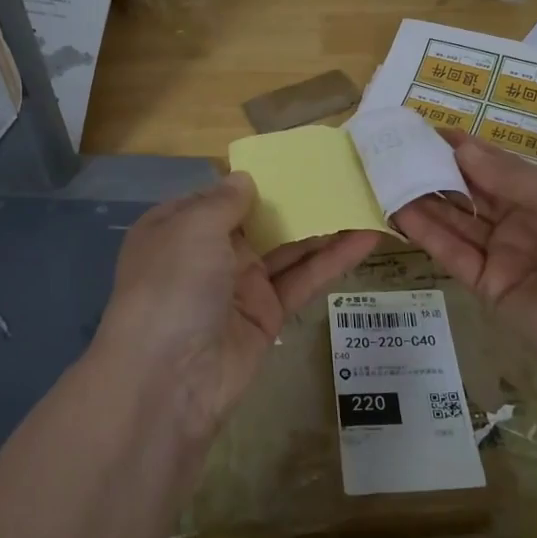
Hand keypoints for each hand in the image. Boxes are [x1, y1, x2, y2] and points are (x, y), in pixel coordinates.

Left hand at [97, 173, 381, 440]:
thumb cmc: (173, 285)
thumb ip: (224, 201)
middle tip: (343, 174)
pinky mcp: (267, 315)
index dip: (256, 178)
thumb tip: (244, 178)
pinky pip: (302, 279)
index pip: (220, 196)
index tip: (296, 159)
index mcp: (178, 227)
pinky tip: (366, 237)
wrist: (169, 378)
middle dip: (296, 199)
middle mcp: (208, 253)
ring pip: (287, 248)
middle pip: (259, 219)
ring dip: (323, 226)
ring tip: (365, 198)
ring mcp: (239, 285)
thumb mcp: (192, 228)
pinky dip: (333, 260)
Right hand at [394, 134, 536, 387]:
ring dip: (426, 199)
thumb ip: (509, 176)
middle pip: (474, 193)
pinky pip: (454, 255)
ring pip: (458, 222)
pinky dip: (427, 233)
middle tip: (397, 149)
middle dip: (439, 171)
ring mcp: (507, 257)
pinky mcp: (489, 288)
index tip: (427, 130)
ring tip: (388, 173)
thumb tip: (461, 146)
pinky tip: (399, 209)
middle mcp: (527, 224)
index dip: (466, 150)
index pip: (500, 168)